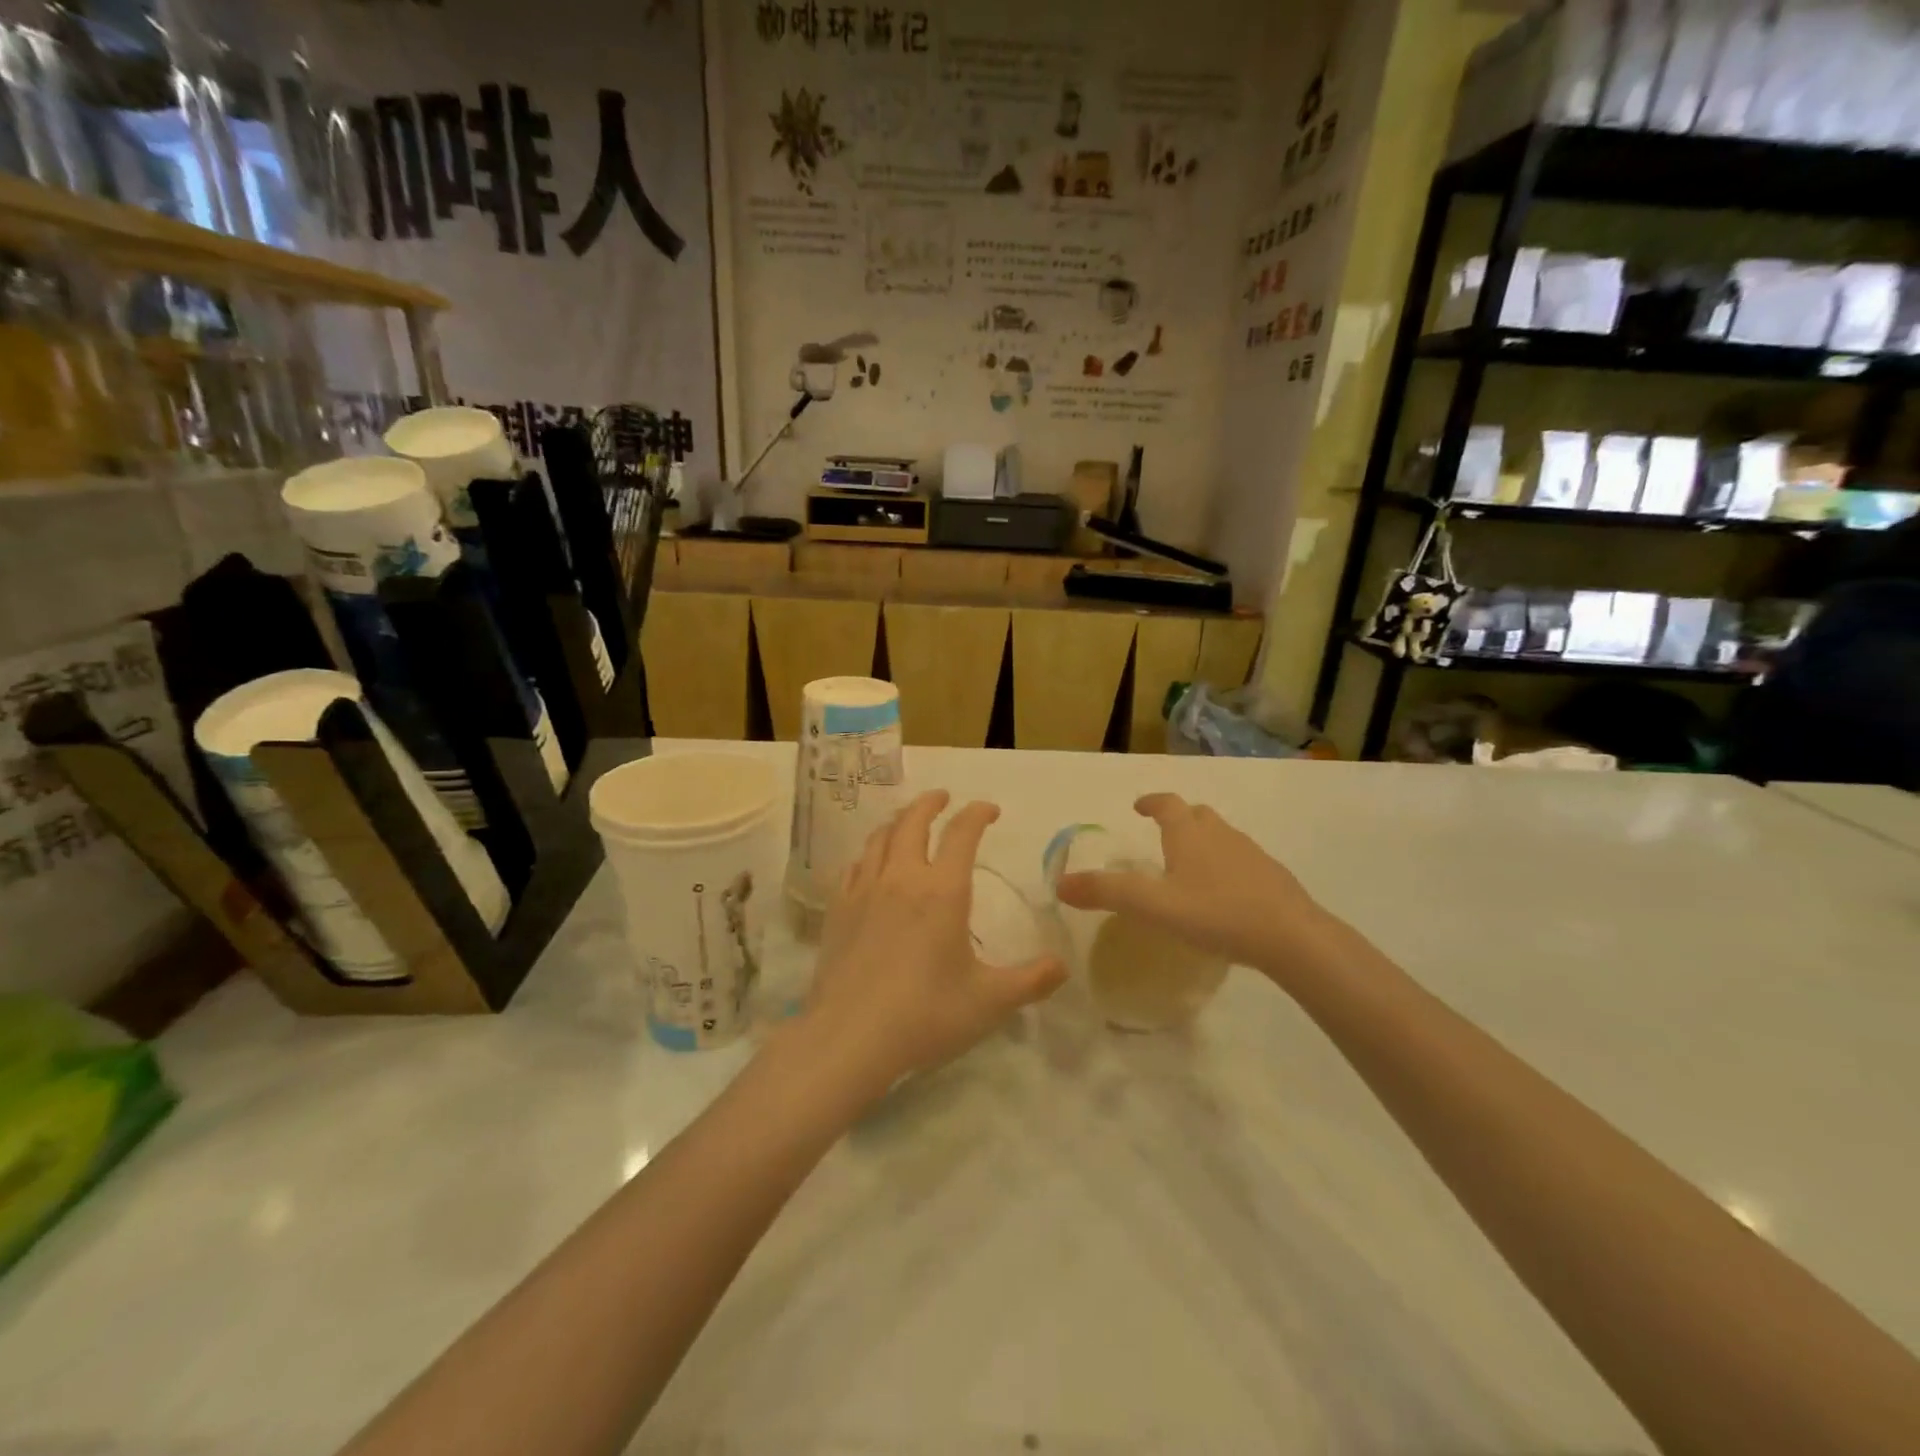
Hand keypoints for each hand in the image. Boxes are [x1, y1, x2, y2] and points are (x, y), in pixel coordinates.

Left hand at [800, 790, 1066, 1094]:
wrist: (850, 1038)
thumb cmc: (926, 1015)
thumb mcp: (990, 1002)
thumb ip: (1032, 980)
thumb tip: (1063, 966)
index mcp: (943, 891)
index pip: (963, 833)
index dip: (978, 813)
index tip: (990, 810)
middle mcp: (902, 878)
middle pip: (913, 821)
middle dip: (931, 802)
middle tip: (944, 797)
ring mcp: (864, 891)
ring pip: (880, 838)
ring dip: (898, 821)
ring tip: (908, 822)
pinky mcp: (838, 910)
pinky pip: (854, 866)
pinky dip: (869, 853)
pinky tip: (871, 863)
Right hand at [1054, 793, 1331, 977]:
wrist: (1291, 936)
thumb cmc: (1216, 913)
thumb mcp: (1153, 905)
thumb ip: (1107, 893)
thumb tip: (1060, 883)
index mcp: (1189, 833)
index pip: (1166, 804)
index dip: (1151, 802)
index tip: (1139, 806)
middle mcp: (1220, 834)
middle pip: (1196, 815)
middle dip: (1178, 819)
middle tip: (1162, 835)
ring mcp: (1251, 853)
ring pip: (1221, 836)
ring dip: (1203, 842)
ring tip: (1189, 866)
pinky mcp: (1272, 877)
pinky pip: (1241, 860)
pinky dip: (1225, 866)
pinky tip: (1223, 895)